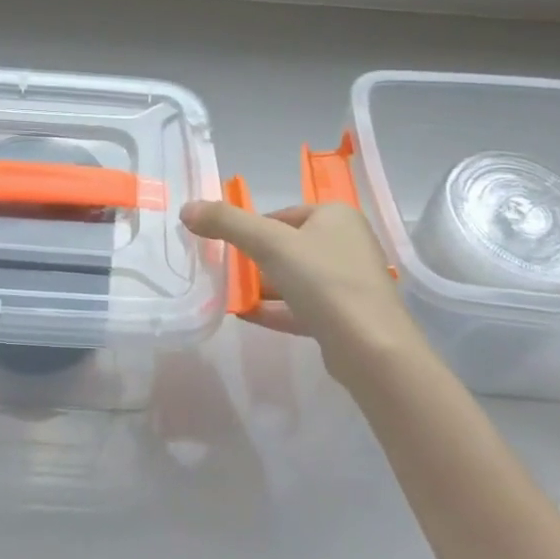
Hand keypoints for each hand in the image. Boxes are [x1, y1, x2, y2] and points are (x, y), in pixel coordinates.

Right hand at [180, 199, 425, 384]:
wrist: (372, 350)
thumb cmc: (324, 281)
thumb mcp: (269, 243)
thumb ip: (227, 222)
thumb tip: (187, 208)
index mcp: (336, 216)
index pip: (282, 215)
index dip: (251, 229)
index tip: (226, 246)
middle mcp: (347, 243)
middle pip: (288, 246)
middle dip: (255, 260)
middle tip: (224, 272)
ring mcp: (349, 283)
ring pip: (295, 278)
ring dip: (262, 286)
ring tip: (229, 295)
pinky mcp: (345, 318)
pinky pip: (302, 307)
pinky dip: (274, 309)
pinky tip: (245, 316)